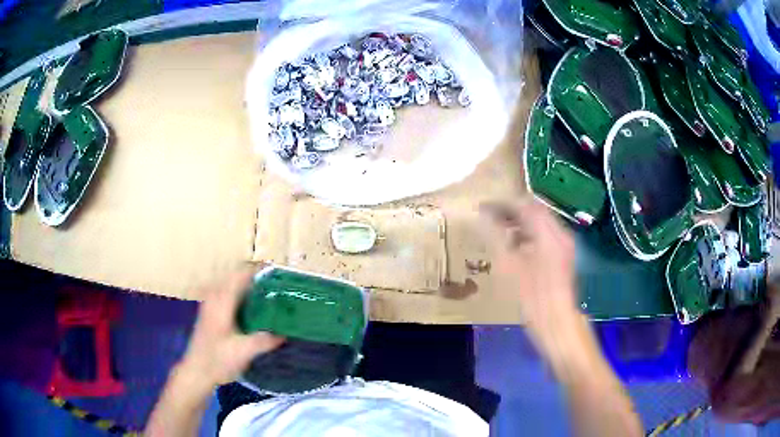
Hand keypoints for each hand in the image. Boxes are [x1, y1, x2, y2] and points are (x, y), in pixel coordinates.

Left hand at [178, 268, 284, 387]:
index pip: (240, 276)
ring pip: (229, 284)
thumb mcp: (244, 351)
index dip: (257, 270)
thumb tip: (284, 332)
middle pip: (234, 276)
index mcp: (222, 301)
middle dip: (253, 275)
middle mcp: (214, 298)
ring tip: (266, 291)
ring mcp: (210, 305)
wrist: (197, 372)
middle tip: (275, 283)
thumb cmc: (218, 360)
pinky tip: (250, 306)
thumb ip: (265, 340)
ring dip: (245, 284)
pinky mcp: (210, 313)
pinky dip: (239, 293)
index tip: (276, 271)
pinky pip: (225, 293)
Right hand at [480, 200, 576, 329]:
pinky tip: (514, 248)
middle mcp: (560, 234)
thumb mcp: (509, 265)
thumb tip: (481, 215)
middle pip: (535, 211)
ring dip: (520, 223)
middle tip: (489, 217)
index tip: (484, 207)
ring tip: (498, 230)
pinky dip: (528, 235)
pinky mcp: (563, 257)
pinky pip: (544, 236)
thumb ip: (495, 236)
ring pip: (540, 224)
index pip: (527, 205)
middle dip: (511, 212)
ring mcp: (564, 246)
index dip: (504, 203)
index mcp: (550, 233)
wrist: (555, 321)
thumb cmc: (532, 295)